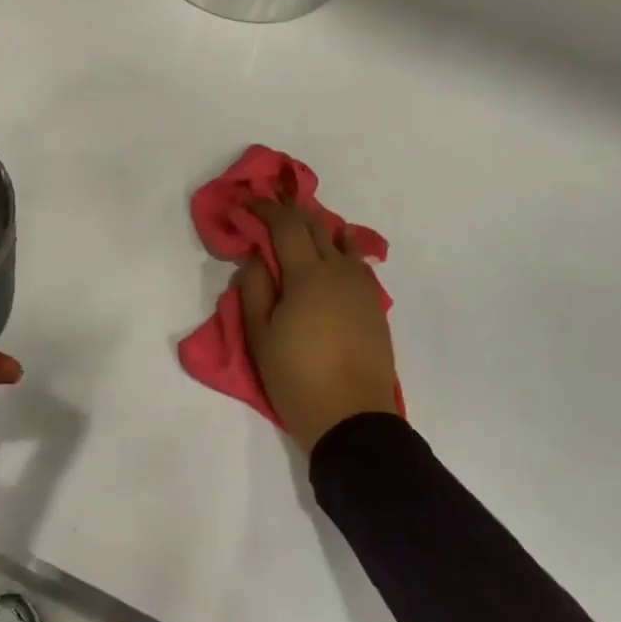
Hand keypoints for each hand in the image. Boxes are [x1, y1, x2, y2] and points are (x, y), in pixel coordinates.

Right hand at [238, 201, 398, 453]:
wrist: (353, 419)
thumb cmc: (297, 377)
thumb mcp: (260, 335)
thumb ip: (254, 289)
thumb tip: (257, 258)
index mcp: (308, 275)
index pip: (286, 226)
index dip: (265, 209)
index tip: (246, 202)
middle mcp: (339, 272)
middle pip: (316, 227)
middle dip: (291, 212)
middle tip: (269, 207)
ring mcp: (362, 288)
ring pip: (342, 242)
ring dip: (318, 228)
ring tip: (300, 228)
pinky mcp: (374, 306)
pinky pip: (356, 263)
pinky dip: (340, 249)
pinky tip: (333, 254)